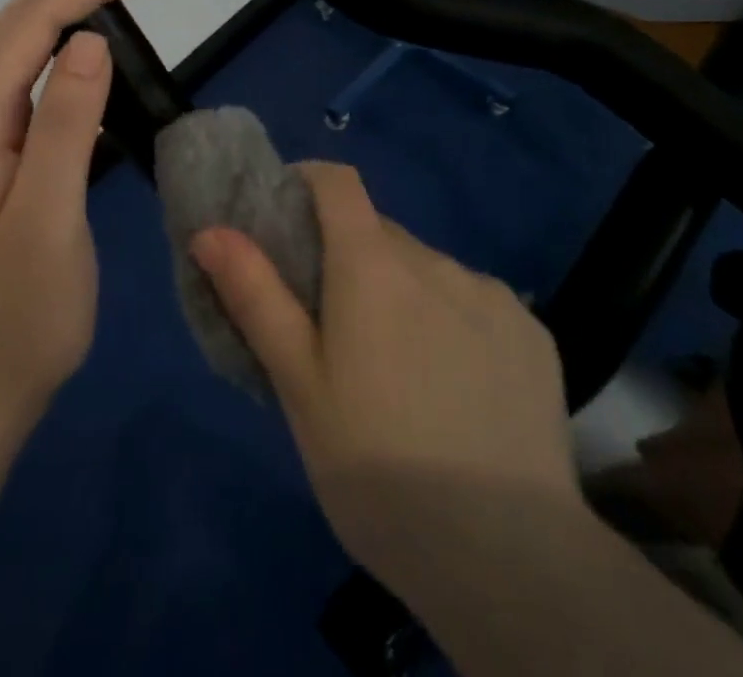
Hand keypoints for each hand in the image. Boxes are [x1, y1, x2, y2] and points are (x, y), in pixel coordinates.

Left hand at [0, 0, 153, 435]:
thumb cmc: (17, 321)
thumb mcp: (48, 225)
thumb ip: (64, 129)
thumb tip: (89, 42)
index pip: (28, 29)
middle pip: (16, 27)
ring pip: (15, 48)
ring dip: (63, 2)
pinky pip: (22, 79)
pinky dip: (56, 42)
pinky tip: (81, 40)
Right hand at [190, 163, 577, 595]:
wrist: (511, 561)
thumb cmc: (378, 468)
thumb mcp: (298, 385)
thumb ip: (255, 296)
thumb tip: (210, 230)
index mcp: (372, 264)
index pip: (337, 181)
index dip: (307, 182)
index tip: (286, 218)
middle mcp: (434, 260)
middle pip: (378, 233)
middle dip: (349, 258)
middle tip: (333, 327)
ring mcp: (491, 295)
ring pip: (426, 271)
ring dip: (402, 294)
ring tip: (398, 372)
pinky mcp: (532, 333)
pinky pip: (474, 304)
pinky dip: (452, 322)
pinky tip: (456, 390)